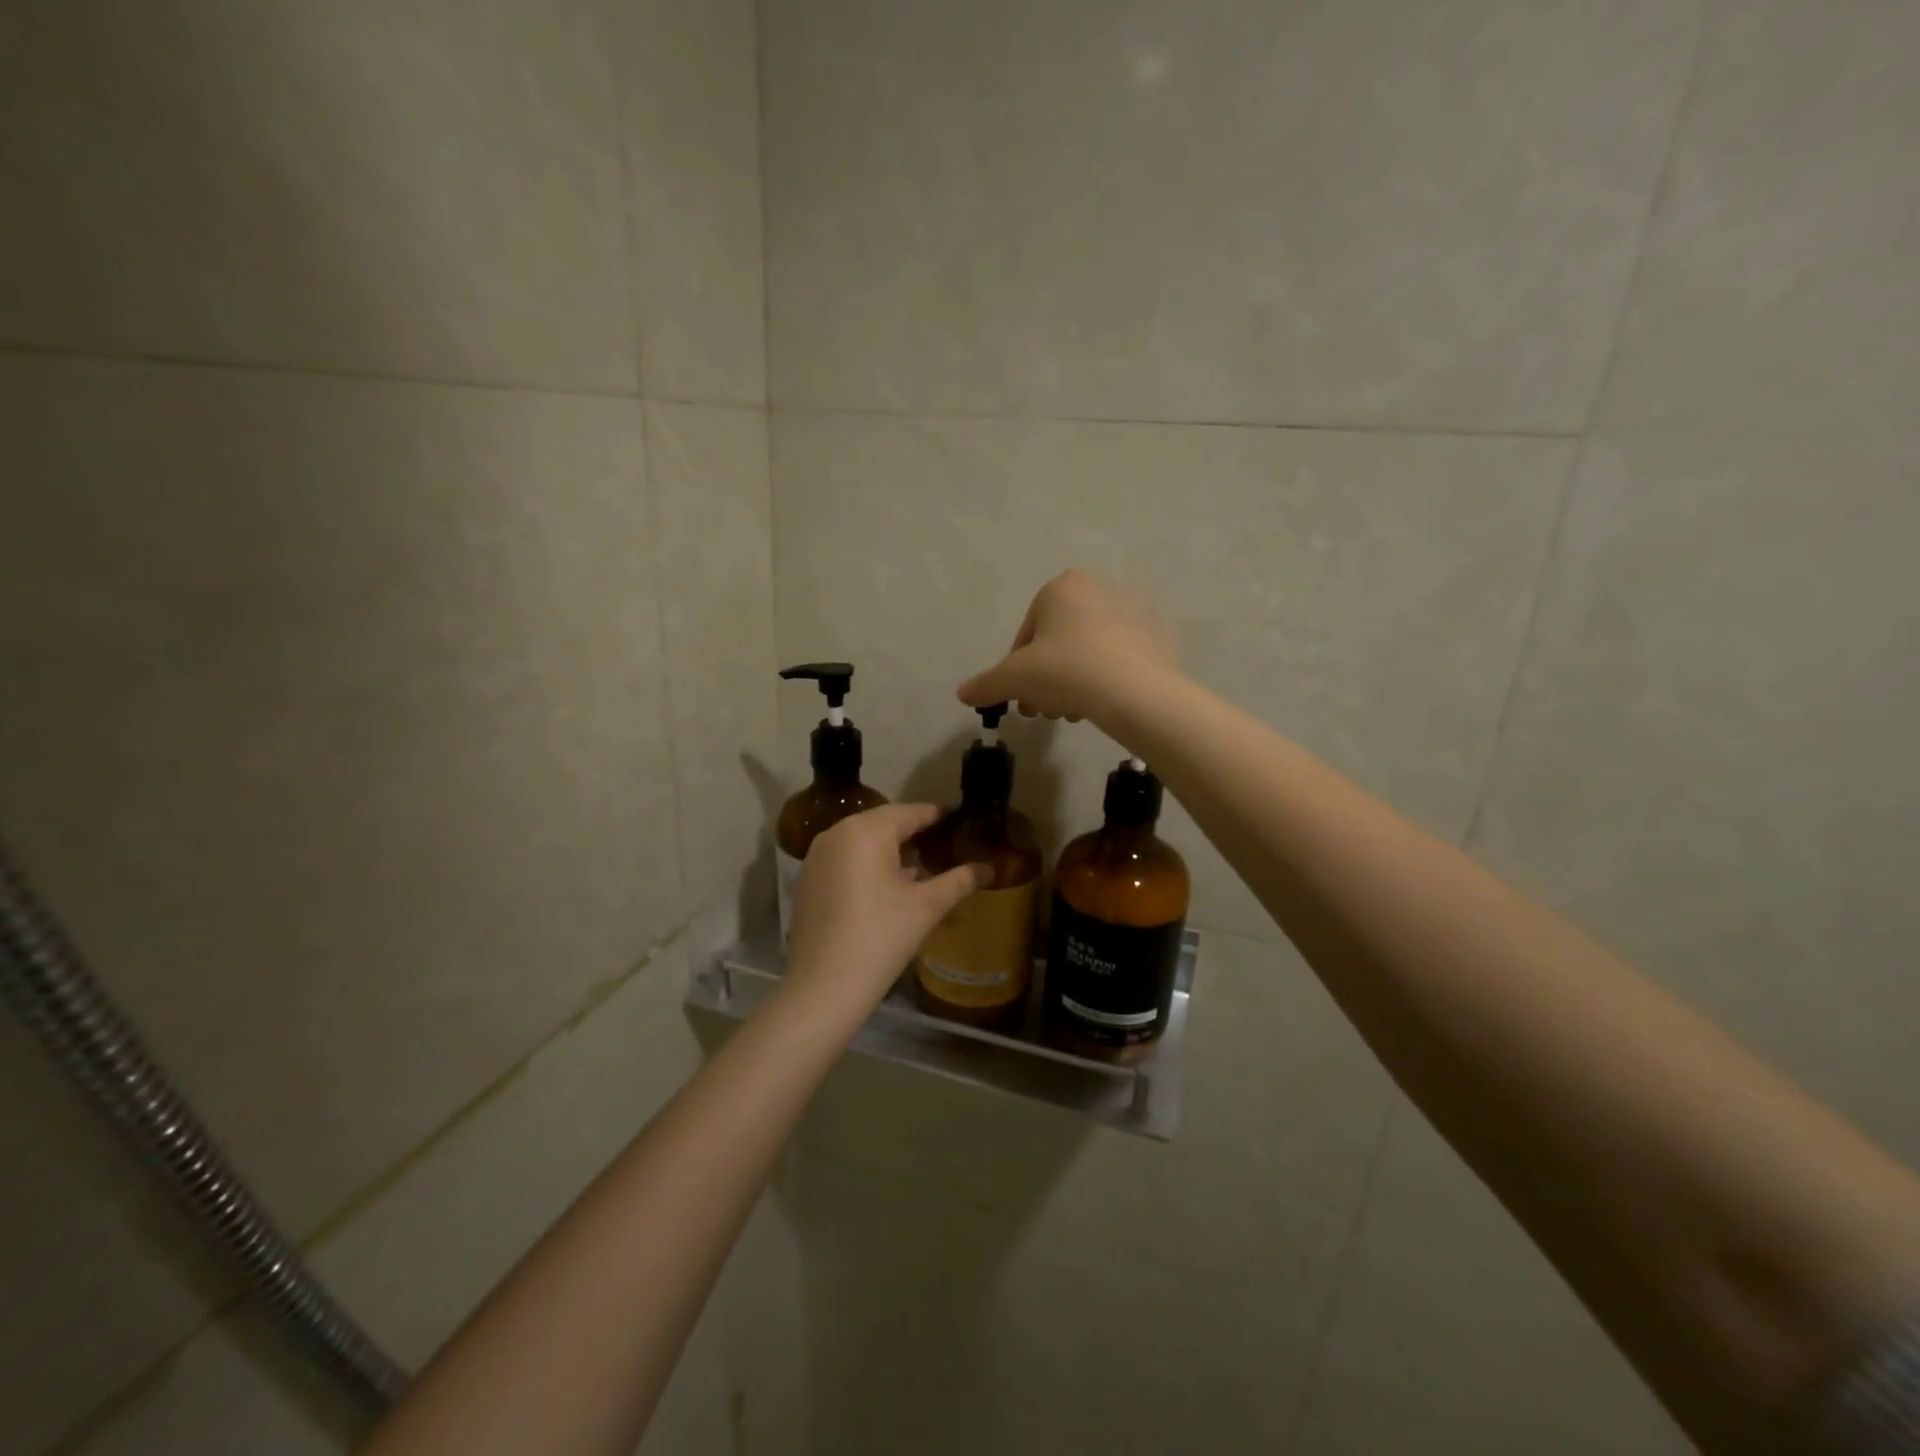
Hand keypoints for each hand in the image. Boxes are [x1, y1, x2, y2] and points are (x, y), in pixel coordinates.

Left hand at [782, 804, 990, 1015]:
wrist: (823, 987)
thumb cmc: (880, 938)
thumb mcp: (926, 907)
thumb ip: (959, 881)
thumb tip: (989, 868)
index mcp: (866, 832)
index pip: (910, 813)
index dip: (937, 816)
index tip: (960, 820)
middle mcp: (837, 833)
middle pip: (884, 823)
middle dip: (914, 832)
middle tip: (944, 843)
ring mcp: (817, 856)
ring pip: (862, 841)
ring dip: (890, 849)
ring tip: (920, 864)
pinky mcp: (808, 879)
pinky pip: (845, 858)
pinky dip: (867, 864)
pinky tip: (888, 885)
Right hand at [957, 569, 1178, 725]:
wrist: (1136, 693)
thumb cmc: (1066, 671)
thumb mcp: (1015, 679)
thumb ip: (986, 684)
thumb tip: (962, 693)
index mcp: (1063, 586)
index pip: (1028, 633)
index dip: (1017, 670)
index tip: (1020, 697)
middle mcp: (1100, 588)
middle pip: (1060, 642)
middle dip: (1047, 679)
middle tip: (1044, 711)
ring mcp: (1135, 612)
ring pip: (1089, 651)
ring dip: (1073, 682)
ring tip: (1072, 713)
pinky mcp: (1158, 638)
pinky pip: (1119, 659)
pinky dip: (1105, 679)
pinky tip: (1101, 706)